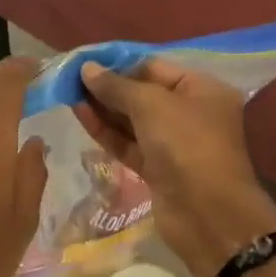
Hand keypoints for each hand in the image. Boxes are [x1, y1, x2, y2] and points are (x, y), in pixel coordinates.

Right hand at [75, 58, 275, 276]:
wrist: (206, 213)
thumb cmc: (187, 145)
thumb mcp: (152, 105)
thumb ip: (116, 86)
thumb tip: (87, 69)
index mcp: (202, 90)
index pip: (154, 68)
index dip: (119, 64)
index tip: (85, 63)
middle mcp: (190, 114)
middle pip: (143, 94)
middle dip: (108, 87)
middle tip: (70, 79)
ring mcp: (174, 144)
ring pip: (132, 122)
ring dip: (103, 109)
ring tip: (68, 95)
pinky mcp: (157, 170)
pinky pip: (128, 144)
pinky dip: (107, 132)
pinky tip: (81, 116)